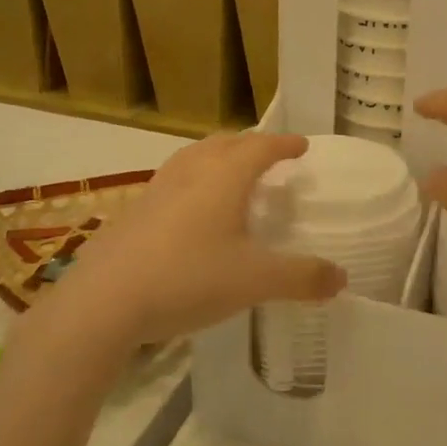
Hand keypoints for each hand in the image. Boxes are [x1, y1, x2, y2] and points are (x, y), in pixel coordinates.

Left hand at [44, 132, 346, 351]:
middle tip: (267, 155)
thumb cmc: (188, 279)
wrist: (104, 301)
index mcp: (224, 177)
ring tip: (228, 173)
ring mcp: (156, 190)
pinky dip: (192, 182)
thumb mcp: (255, 281)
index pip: (261, 147)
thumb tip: (342, 277)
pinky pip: (172, 182)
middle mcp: (190, 173)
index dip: (284, 144)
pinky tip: (189, 211)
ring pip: (192, 158)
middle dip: (249, 145)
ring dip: (216, 157)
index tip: (301, 146)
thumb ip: (302, 277)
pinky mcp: (133, 213)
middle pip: (224, 144)